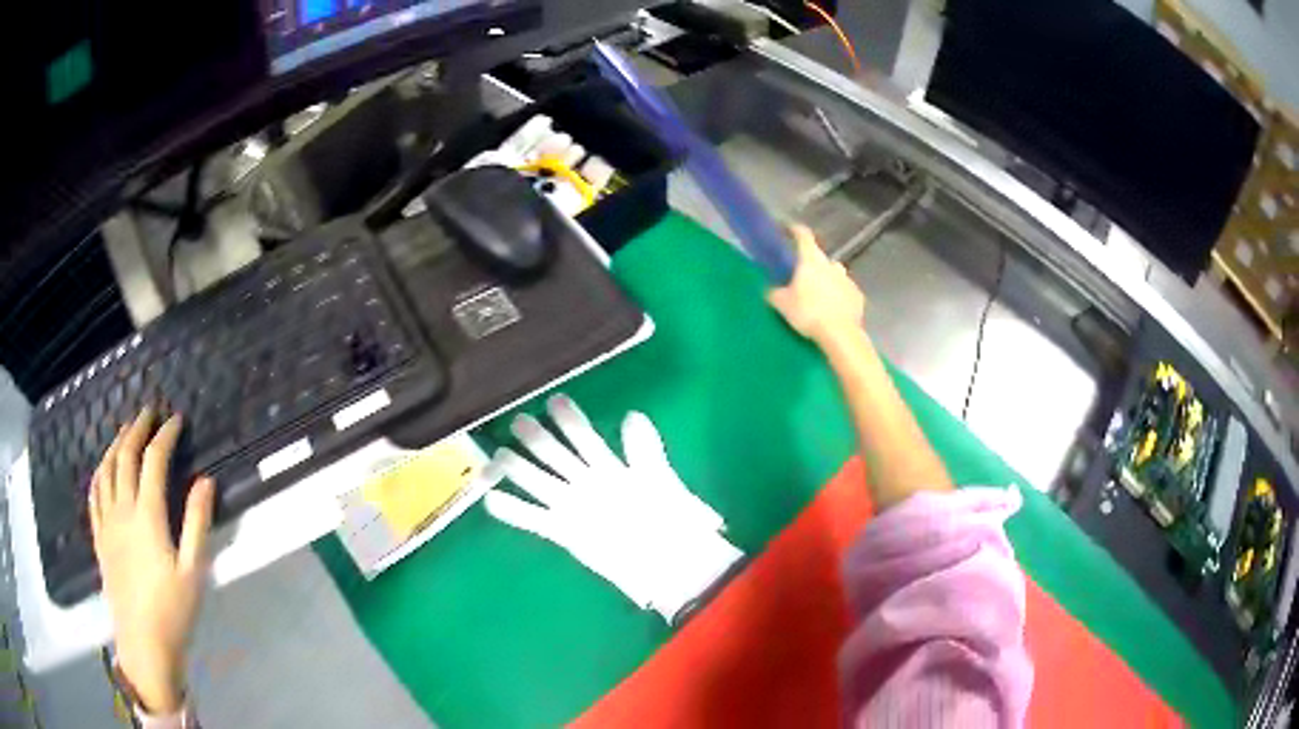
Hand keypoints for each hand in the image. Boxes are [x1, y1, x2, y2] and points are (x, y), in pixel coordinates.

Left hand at [89, 407, 214, 713]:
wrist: (144, 643)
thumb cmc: (173, 611)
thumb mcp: (193, 572)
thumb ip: (197, 524)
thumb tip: (205, 480)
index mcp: (147, 516)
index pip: (154, 461)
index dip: (165, 436)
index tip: (176, 420)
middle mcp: (122, 509)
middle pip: (125, 456)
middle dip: (137, 428)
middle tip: (149, 412)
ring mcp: (106, 522)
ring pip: (106, 469)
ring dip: (116, 443)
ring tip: (126, 430)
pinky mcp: (98, 537)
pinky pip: (94, 493)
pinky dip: (99, 471)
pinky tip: (103, 467)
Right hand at [483, 395, 740, 621]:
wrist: (669, 563)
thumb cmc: (672, 521)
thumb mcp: (660, 480)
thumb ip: (644, 450)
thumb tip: (631, 415)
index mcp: (610, 467)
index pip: (583, 435)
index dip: (569, 418)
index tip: (554, 399)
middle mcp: (586, 483)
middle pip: (555, 454)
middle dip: (536, 437)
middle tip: (518, 420)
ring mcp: (573, 507)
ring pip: (538, 481)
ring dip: (518, 468)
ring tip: (498, 455)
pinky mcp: (563, 532)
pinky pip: (532, 518)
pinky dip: (511, 510)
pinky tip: (491, 500)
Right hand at [767, 225, 865, 346]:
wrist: (841, 334)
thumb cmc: (808, 313)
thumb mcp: (782, 304)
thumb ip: (774, 292)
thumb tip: (771, 289)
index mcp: (811, 260)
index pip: (803, 236)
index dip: (795, 230)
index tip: (789, 229)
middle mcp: (831, 265)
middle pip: (819, 258)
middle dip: (811, 265)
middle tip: (801, 278)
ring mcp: (847, 280)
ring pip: (834, 275)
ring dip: (826, 281)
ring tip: (818, 297)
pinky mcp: (858, 296)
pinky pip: (845, 292)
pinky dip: (839, 297)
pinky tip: (833, 310)